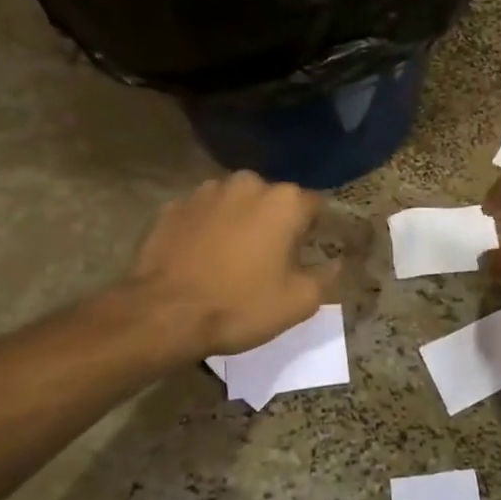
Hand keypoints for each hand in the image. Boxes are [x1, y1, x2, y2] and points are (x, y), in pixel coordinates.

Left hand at [127, 173, 337, 358]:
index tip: (307, 254)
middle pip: (273, 200)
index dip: (315, 231)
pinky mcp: (172, 207)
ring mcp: (205, 192)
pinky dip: (206, 229)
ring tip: (232, 258)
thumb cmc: (240, 305)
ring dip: (239, 222)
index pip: (315, 206)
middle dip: (275, 222)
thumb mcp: (300, 302)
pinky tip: (201, 258)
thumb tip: (337, 262)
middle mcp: (247, 184)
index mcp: (284, 201)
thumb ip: (327, 276)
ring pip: (235, 203)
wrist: (163, 315)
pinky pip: (201, 215)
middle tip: (270, 259)